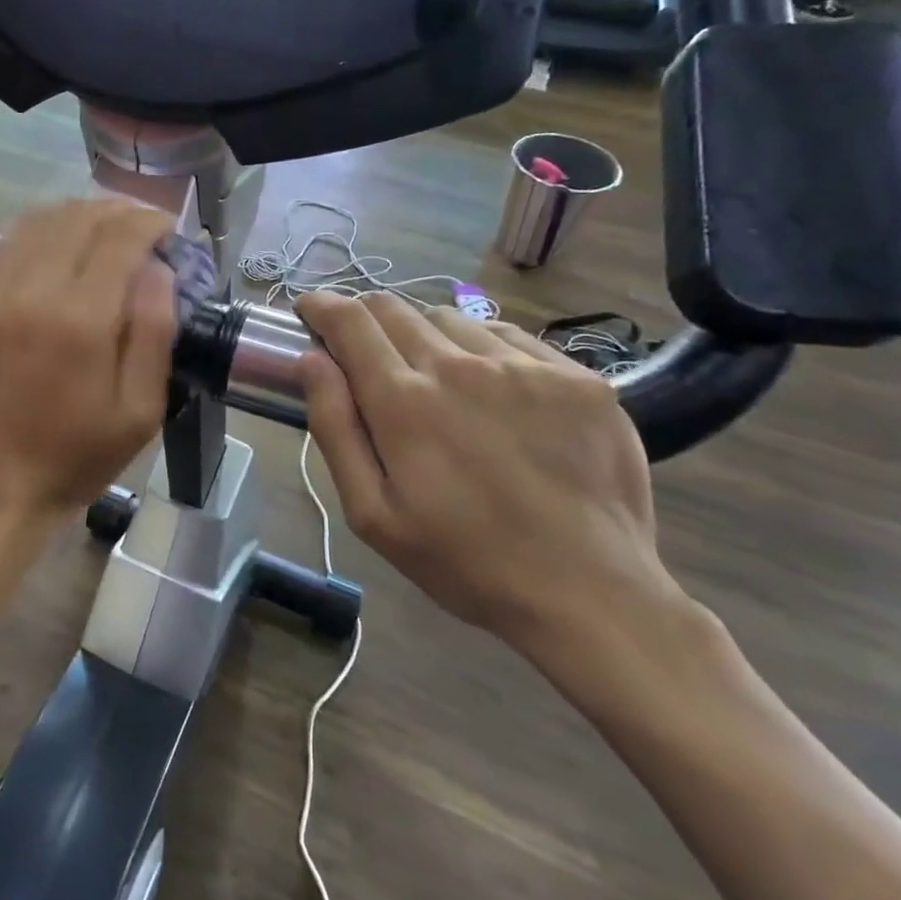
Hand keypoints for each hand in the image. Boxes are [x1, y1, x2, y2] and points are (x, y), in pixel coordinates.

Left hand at [0, 198, 177, 522]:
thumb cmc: (79, 455)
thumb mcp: (141, 411)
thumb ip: (155, 332)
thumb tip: (158, 268)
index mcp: (81, 321)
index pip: (119, 239)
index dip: (149, 222)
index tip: (167, 227)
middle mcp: (31, 294)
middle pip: (77, 220)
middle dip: (116, 210)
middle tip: (138, 221)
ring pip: (35, 223)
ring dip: (75, 214)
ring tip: (101, 224)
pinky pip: (0, 247)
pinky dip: (34, 232)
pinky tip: (53, 242)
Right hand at [295, 293, 675, 654]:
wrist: (589, 593)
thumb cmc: (463, 561)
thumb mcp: (372, 513)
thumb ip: (334, 428)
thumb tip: (311, 359)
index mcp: (404, 401)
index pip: (350, 321)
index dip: (323, 306)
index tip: (311, 311)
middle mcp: (460, 366)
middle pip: (395, 308)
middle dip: (365, 318)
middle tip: (365, 351)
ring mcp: (524, 366)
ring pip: (449, 317)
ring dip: (423, 334)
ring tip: (433, 377)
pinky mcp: (575, 376)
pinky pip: (508, 335)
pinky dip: (481, 348)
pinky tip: (491, 388)